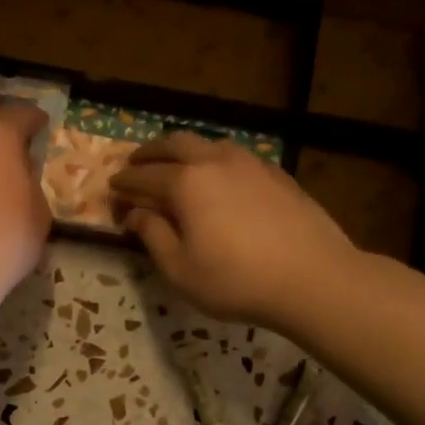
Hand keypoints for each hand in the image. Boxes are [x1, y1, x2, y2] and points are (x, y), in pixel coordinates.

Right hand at [110, 132, 356, 327]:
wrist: (312, 277)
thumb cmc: (236, 280)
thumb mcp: (181, 270)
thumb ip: (153, 236)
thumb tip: (135, 214)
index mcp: (186, 183)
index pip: (144, 177)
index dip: (125, 183)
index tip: (113, 189)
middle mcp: (215, 161)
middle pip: (175, 144)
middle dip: (150, 153)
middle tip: (137, 164)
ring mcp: (251, 163)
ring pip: (209, 144)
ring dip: (185, 151)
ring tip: (177, 166)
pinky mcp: (277, 174)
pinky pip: (236, 157)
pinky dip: (215, 161)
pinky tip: (221, 179)